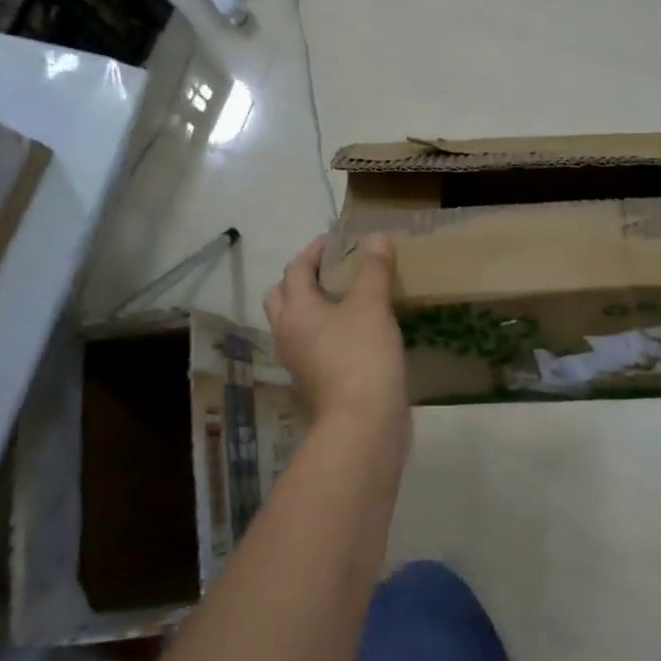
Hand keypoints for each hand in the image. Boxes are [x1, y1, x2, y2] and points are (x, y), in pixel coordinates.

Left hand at [264, 234, 407, 437]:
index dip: (314, 250)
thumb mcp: (372, 305)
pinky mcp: (315, 381)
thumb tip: (376, 237)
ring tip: (347, 297)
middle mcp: (288, 333)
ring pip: (297, 324)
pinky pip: (314, 346)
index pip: (296, 269)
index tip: (336, 240)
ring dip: (314, 306)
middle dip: (303, 278)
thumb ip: (373, 269)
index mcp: (295, 310)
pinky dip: (328, 331)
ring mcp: (299, 361)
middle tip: (333, 269)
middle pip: (284, 297)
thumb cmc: (362, 355)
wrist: (363, 423)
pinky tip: (357, 331)